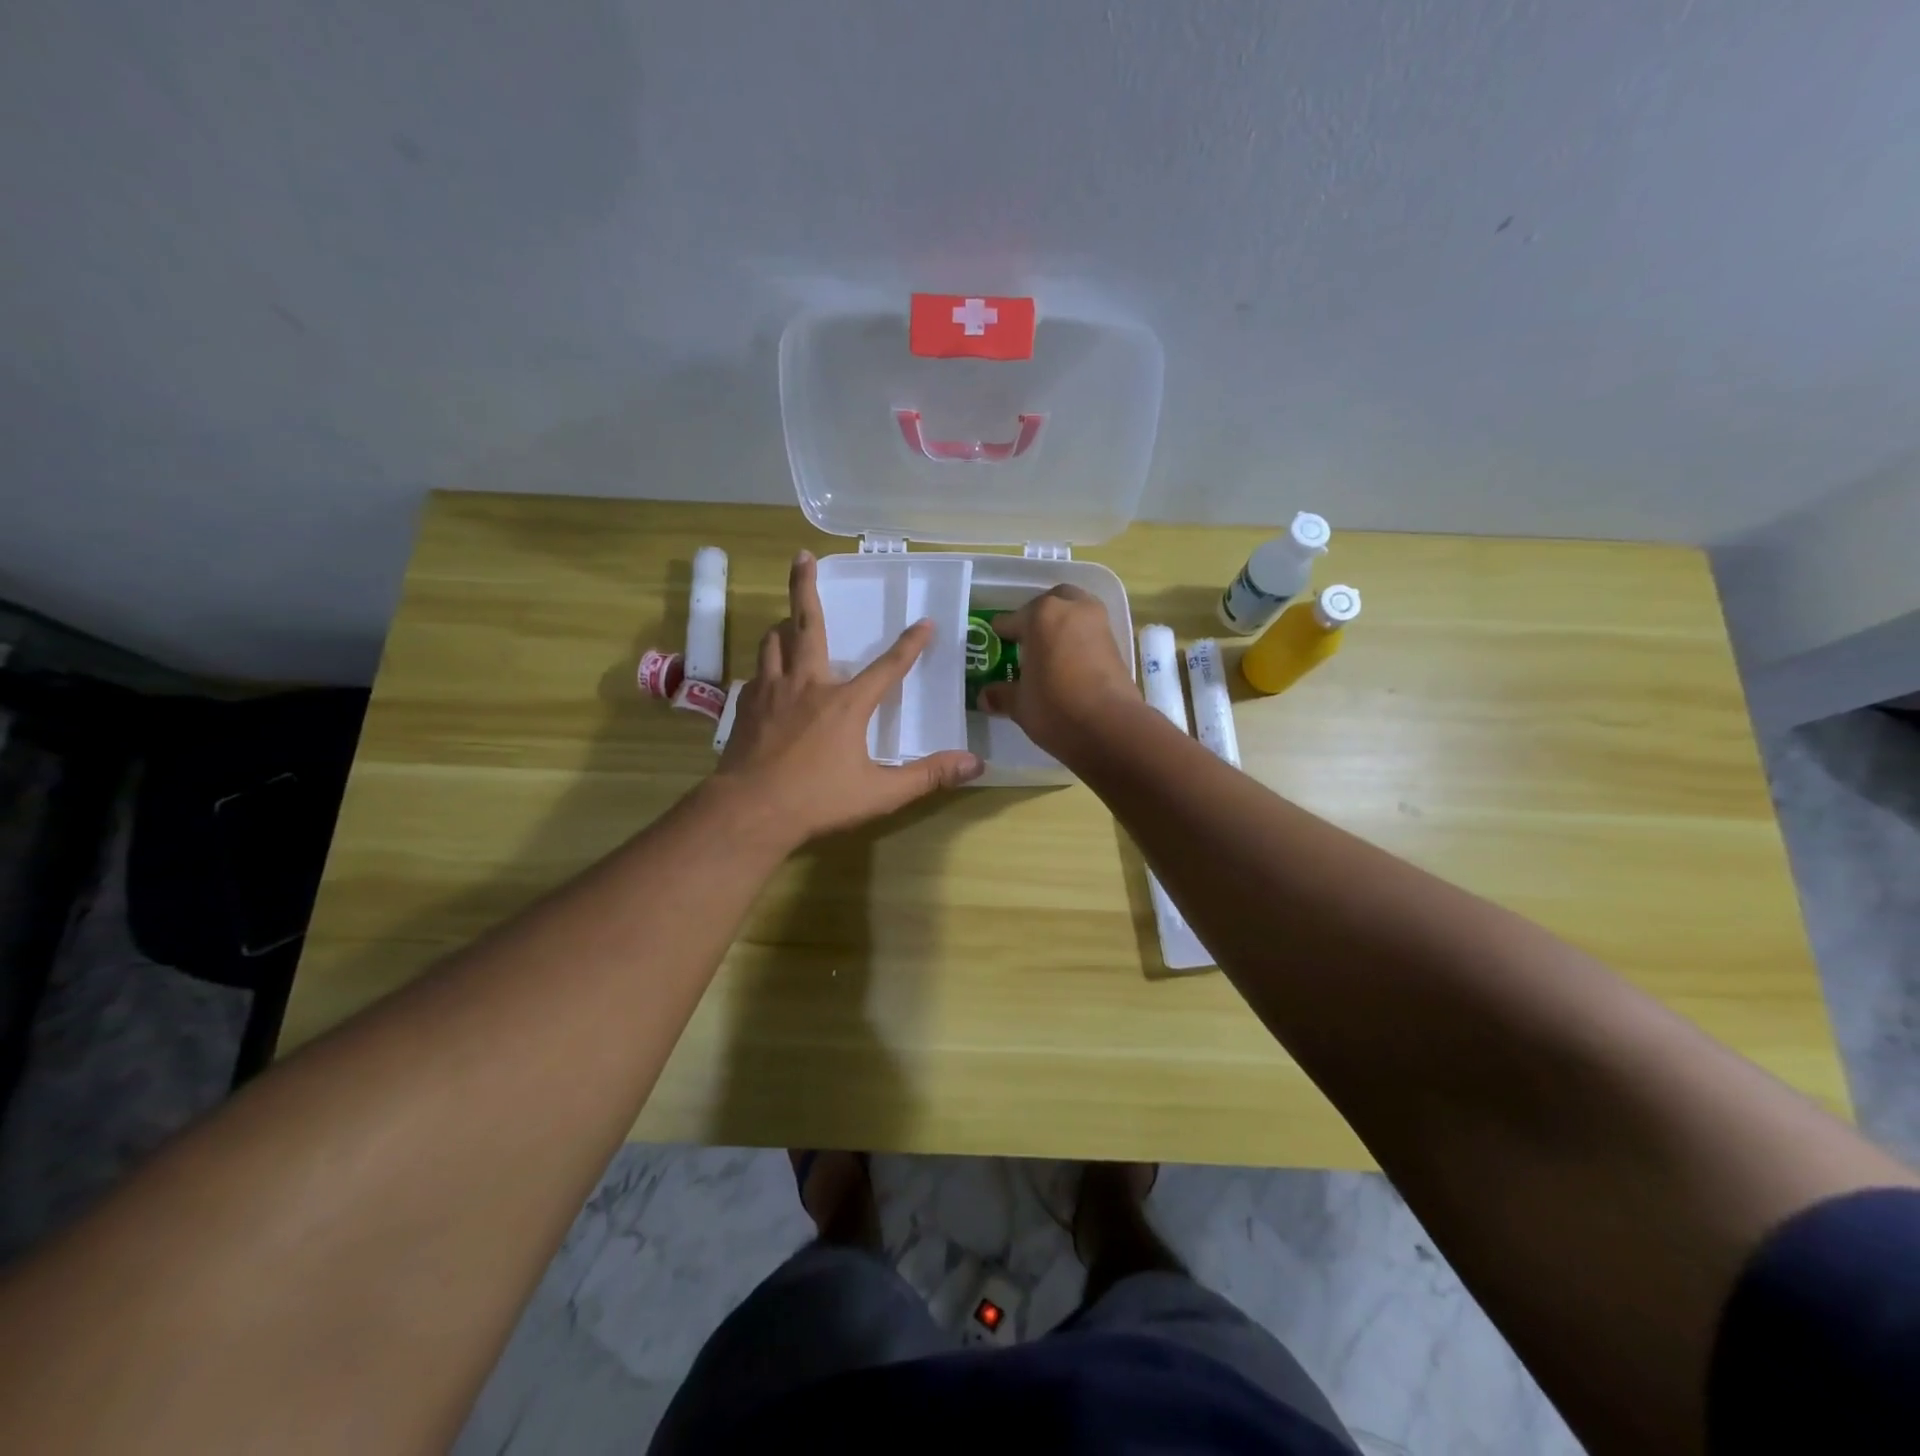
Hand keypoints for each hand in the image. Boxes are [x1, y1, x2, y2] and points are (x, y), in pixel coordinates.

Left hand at [714, 551, 983, 844]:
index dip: (910, 645)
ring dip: (783, 626)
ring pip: (773, 642)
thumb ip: (927, 776)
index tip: (925, 623)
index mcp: (845, 703)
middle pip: (806, 625)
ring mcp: (771, 693)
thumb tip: (974, 765)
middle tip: (802, 556)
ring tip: (787, 619)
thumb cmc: (817, 801)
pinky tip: (769, 677)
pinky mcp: (745, 707)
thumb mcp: (880, 793)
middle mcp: (807, 685)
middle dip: (805, 587)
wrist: (749, 811)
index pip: (888, 667)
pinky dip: (767, 667)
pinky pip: (757, 674)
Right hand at [977, 586, 1138, 755]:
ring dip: (1062, 626)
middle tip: (1027, 641)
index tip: (997, 642)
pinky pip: (1091, 633)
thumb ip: (1002, 694)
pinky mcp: (1117, 644)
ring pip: (1075, 613)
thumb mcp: (1020, 704)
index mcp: (1041, 615)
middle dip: (1038, 617)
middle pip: (1050, 603)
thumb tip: (985, 696)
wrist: (1111, 728)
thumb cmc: (1055, 708)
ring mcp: (1098, 624)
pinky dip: (1079, 641)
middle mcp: (1071, 609)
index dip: (1002, 633)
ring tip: (1050, 652)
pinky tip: (1070, 664)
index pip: (1012, 619)